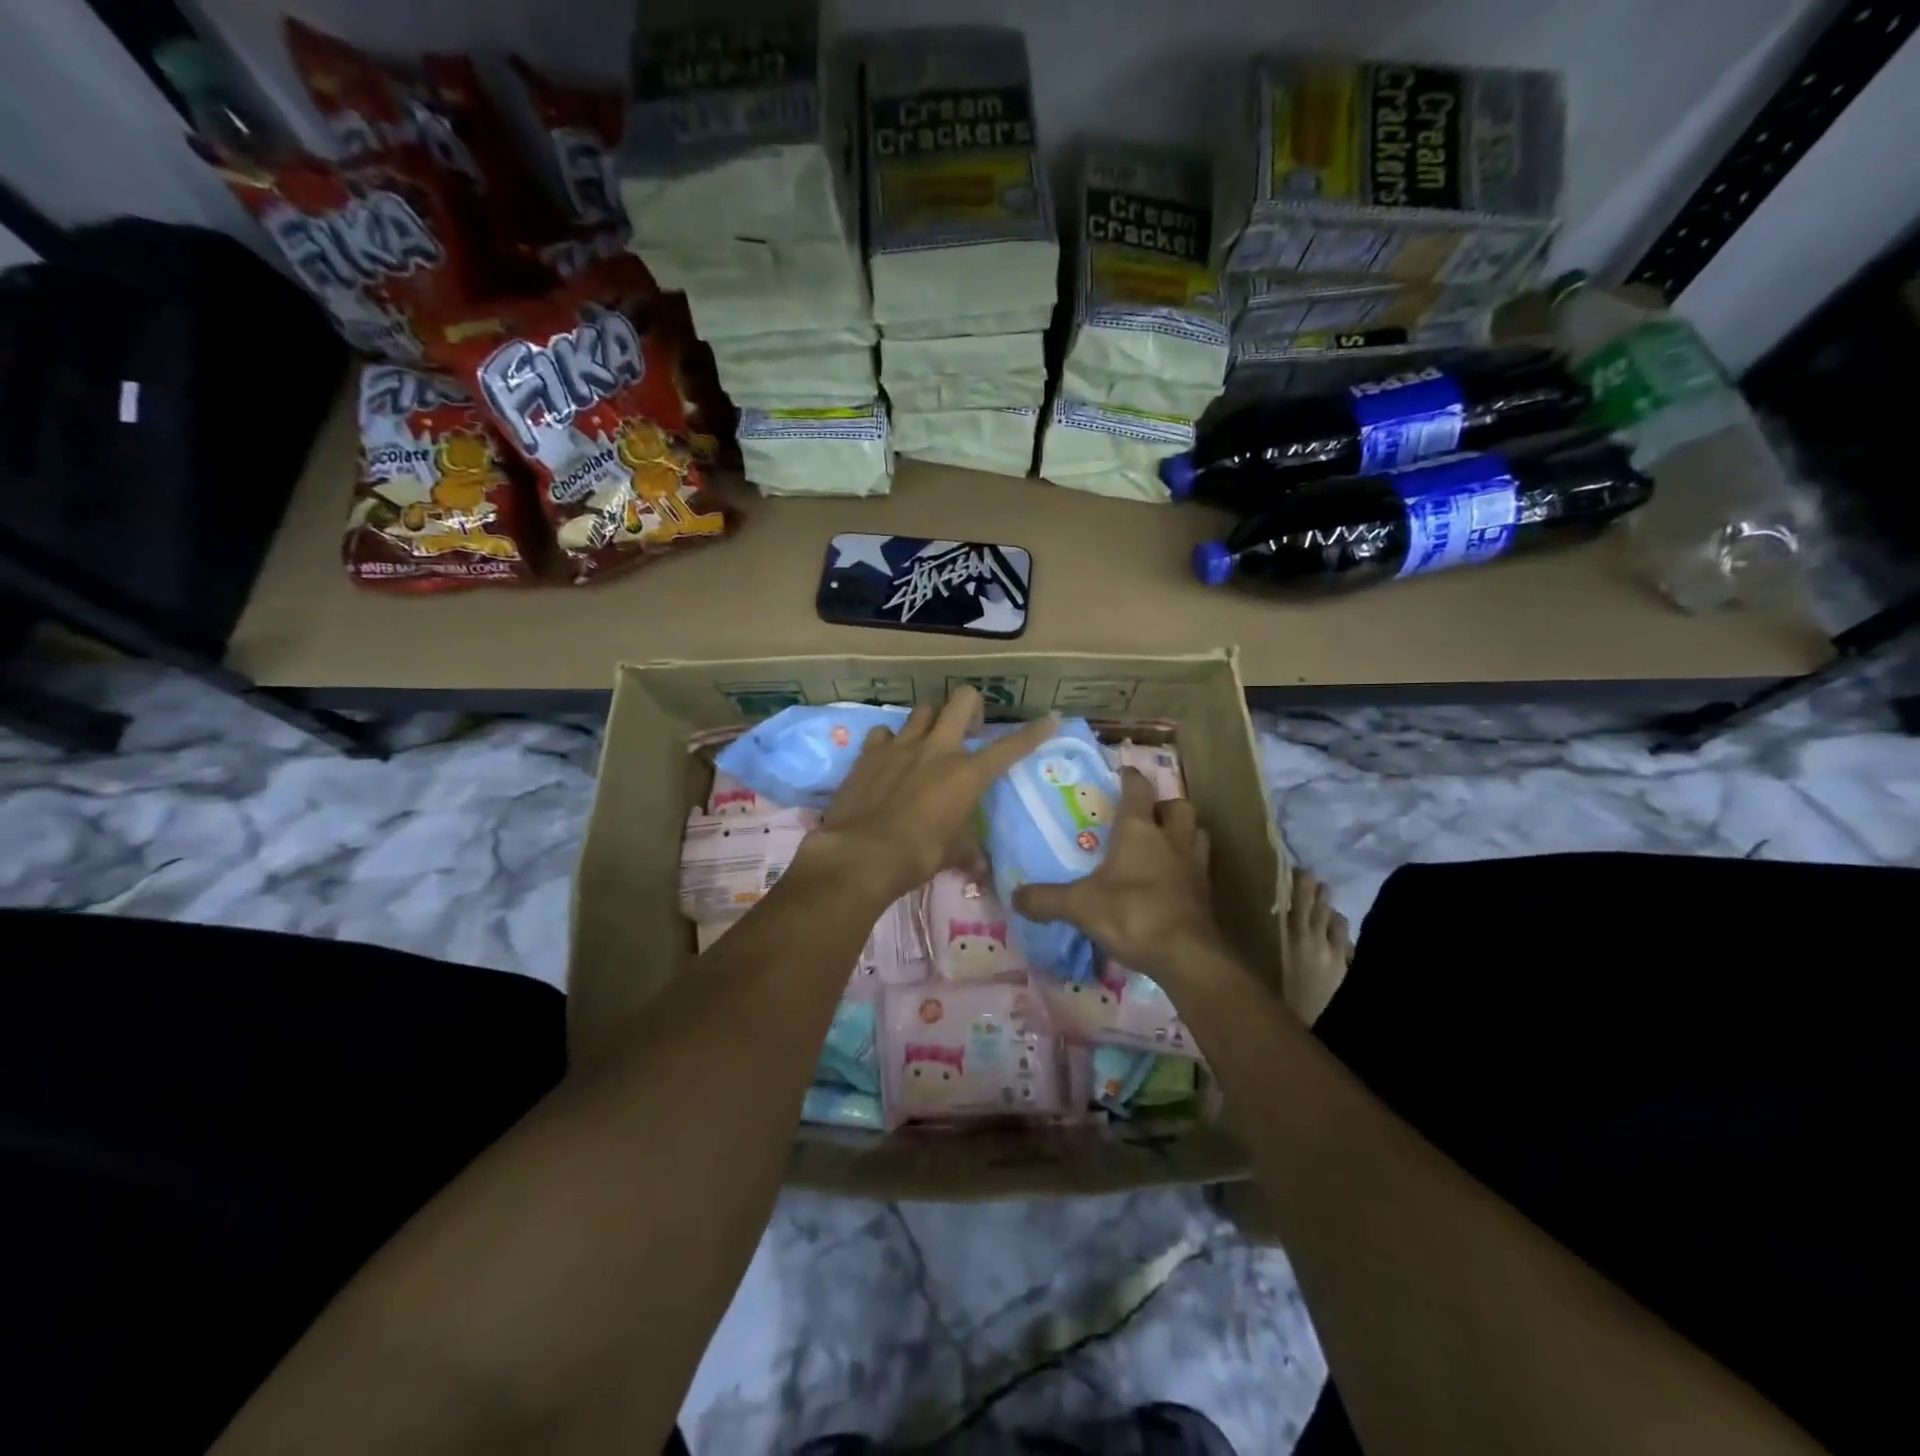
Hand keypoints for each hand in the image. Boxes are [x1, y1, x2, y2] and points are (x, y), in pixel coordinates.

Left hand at [804, 688, 1057, 903]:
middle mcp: (937, 749)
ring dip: (931, 722)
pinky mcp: (869, 752)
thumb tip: (982, 868)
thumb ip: (969, 852)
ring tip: (928, 742)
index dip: (1034, 732)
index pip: (1010, 747)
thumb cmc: (917, 856)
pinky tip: (889, 758)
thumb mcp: (952, 855)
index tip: (1050, 719)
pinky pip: (884, 733)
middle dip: (972, 707)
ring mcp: (900, 746)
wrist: (861, 855)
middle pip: (962, 700)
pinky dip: (890, 741)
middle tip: (969, 729)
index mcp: (966, 774)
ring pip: (923, 710)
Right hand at [1013, 768, 1230, 980]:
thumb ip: (1045, 899)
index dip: (1130, 777)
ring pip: (1197, 834)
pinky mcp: (1206, 894)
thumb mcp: (1079, 906)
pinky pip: (1200, 869)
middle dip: (1164, 806)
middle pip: (1178, 807)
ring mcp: (1194, 866)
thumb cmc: (1131, 913)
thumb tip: (1014, 897)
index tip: (1123, 772)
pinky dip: (1188, 869)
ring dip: (1183, 834)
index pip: (1138, 789)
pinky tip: (1172, 882)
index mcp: (1139, 830)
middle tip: (1147, 817)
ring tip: (1164, 845)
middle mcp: (1171, 839)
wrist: (1185, 954)